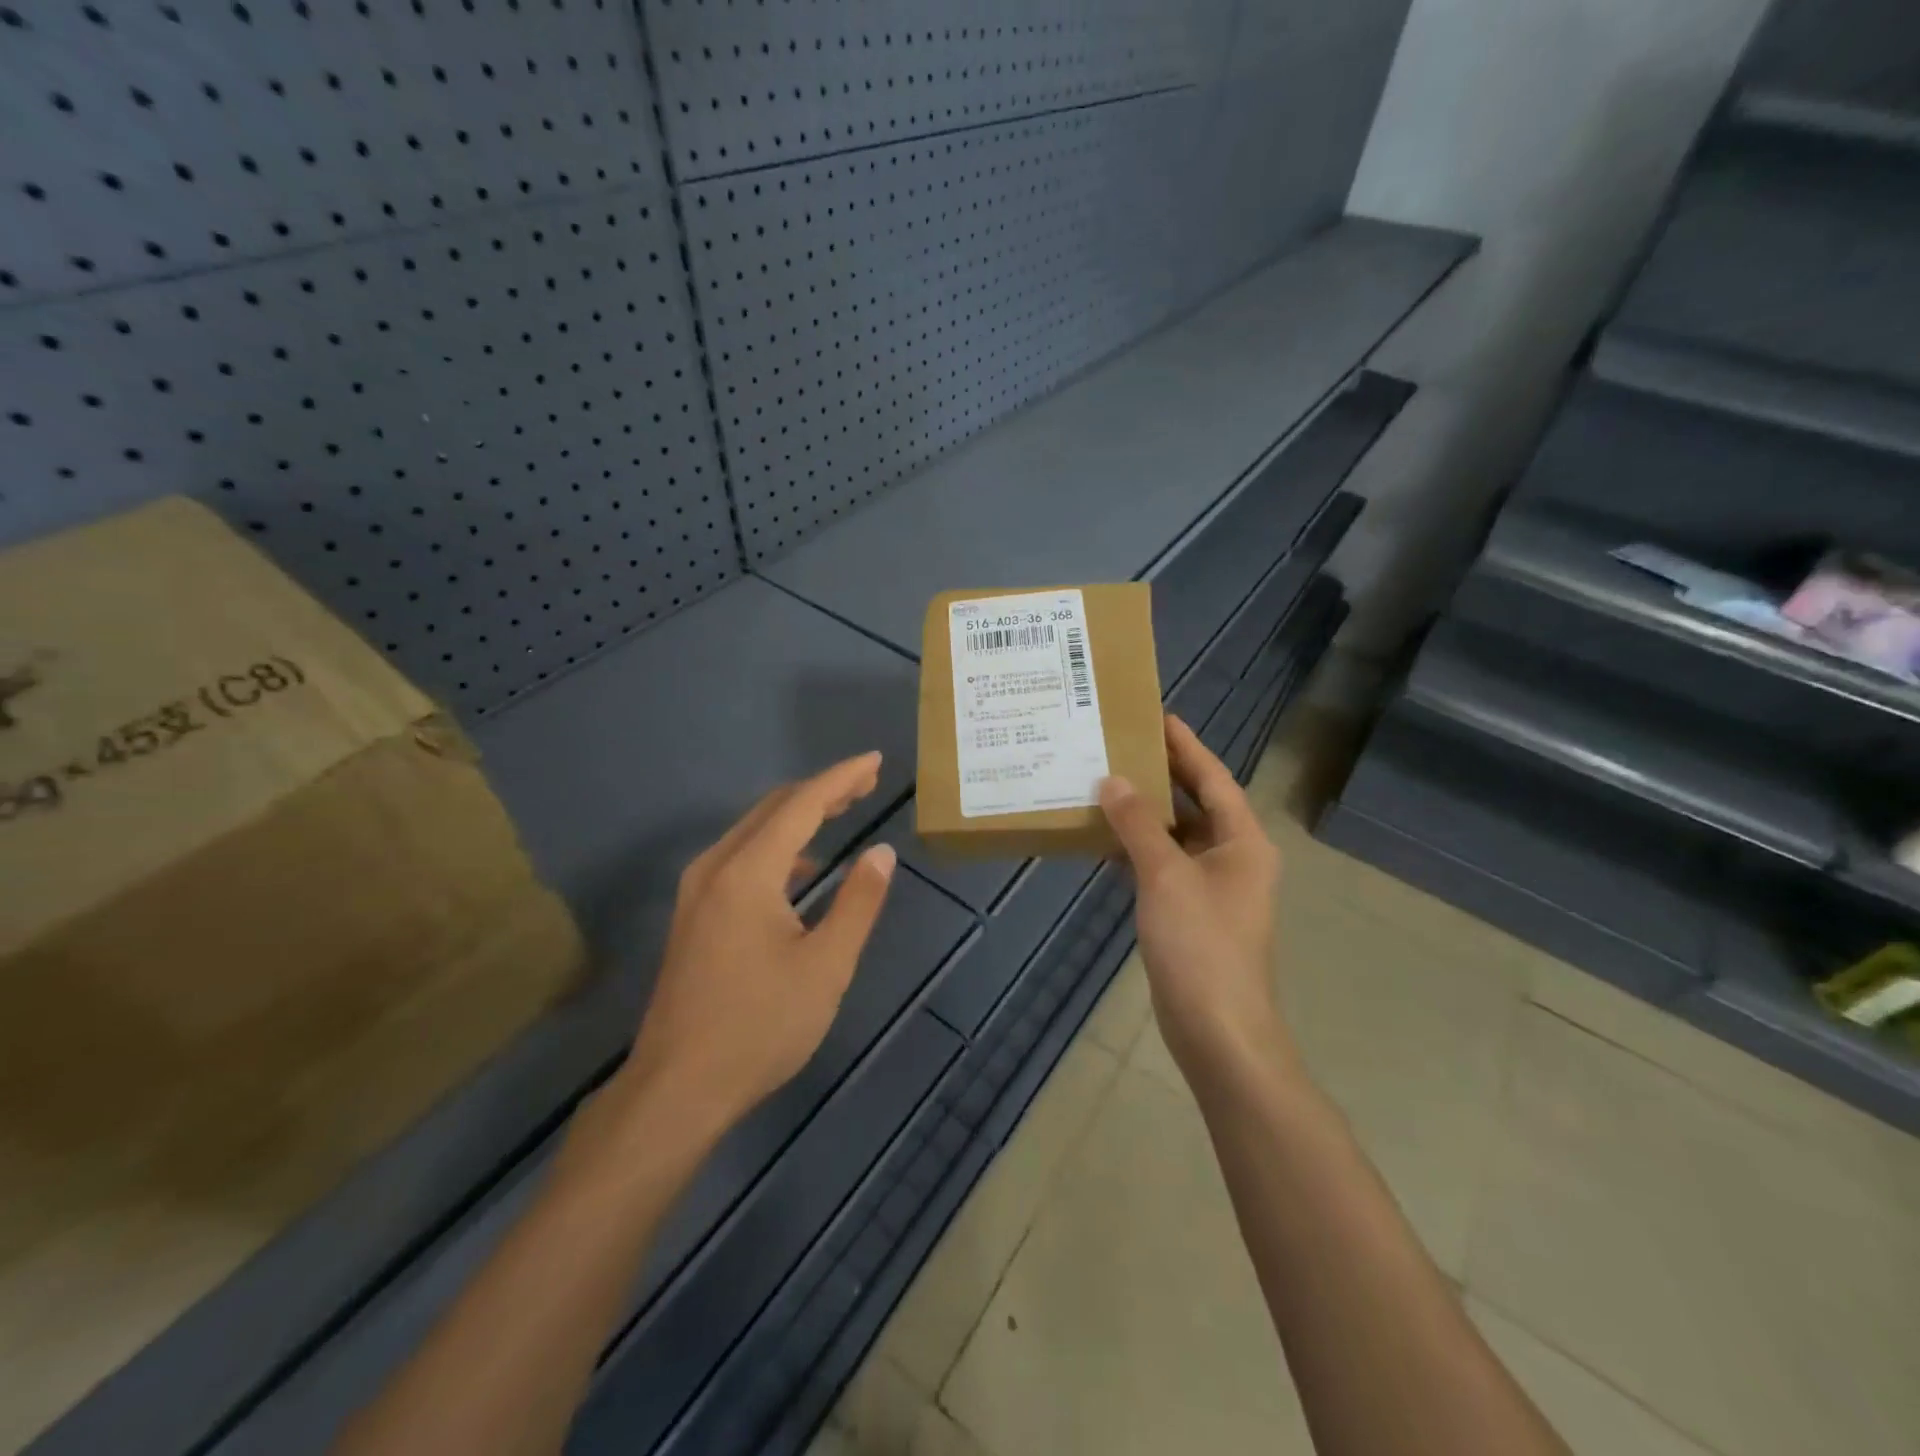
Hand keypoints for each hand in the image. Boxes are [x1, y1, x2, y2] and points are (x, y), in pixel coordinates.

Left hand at [615, 753, 897, 1140]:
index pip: (802, 805)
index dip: (841, 778)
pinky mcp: (693, 915)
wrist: (677, 1088)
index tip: (875, 762)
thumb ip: (858, 902)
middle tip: (866, 784)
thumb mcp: (826, 966)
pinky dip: (777, 846)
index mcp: (748, 872)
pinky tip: (801, 868)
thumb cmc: (760, 1026)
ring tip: (841, 812)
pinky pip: (740, 858)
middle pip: (773, 809)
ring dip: (798, 816)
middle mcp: (715, 868)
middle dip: (822, 791)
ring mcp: (697, 892)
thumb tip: (881, 853)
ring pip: (753, 831)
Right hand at [1099, 716, 1291, 1089]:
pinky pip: (1163, 865)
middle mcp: (1233, 857)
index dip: (1186, 745)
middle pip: (1196, 803)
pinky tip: (1104, 839)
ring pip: (1176, 836)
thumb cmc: (1201, 946)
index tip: (1157, 716)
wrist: (1218, 1032)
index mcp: (1243, 841)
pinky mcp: (1190, 913)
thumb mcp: (1166, 877)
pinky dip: (1137, 850)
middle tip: (1121, 744)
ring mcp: (1212, 888)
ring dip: (1144, 813)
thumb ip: (1138, 825)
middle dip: (1162, 774)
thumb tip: (1112, 781)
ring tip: (1104, 783)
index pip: (1213, 778)